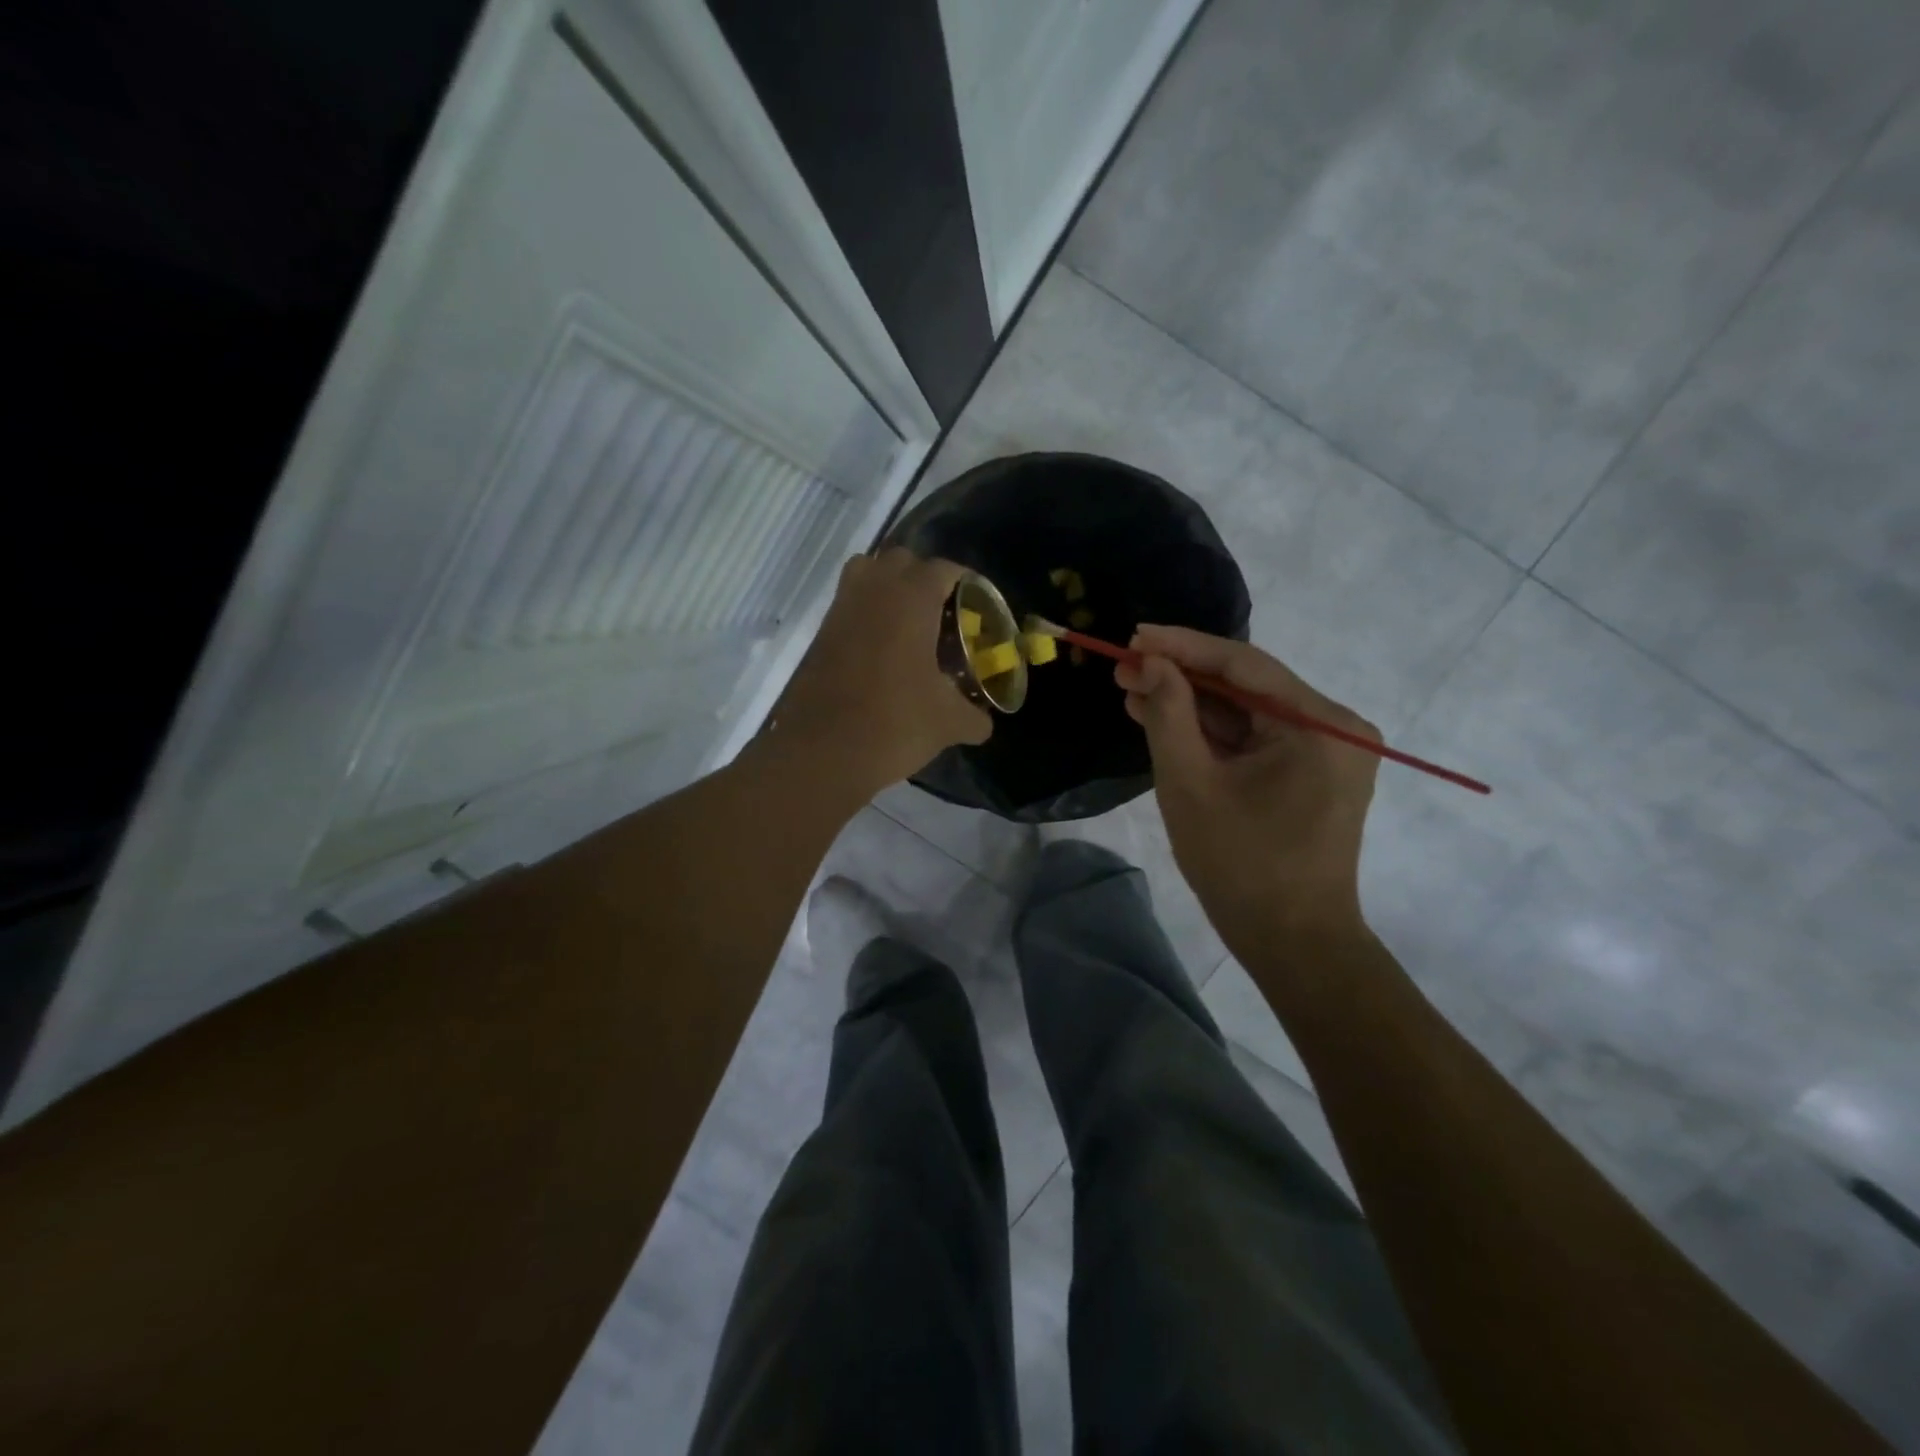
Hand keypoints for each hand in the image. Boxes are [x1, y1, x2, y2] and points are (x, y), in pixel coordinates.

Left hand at [767, 548, 990, 791]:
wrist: (823, 751)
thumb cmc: (895, 724)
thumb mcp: (948, 723)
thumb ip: (974, 717)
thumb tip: (984, 723)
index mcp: (911, 599)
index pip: (943, 569)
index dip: (965, 583)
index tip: (977, 604)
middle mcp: (873, 591)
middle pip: (901, 560)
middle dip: (924, 578)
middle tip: (943, 612)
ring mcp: (841, 609)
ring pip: (867, 573)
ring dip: (888, 586)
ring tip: (909, 622)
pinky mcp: (821, 633)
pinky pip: (848, 604)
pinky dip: (866, 612)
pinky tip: (882, 649)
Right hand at [1115, 625, 1380, 952]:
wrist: (1292, 943)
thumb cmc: (1240, 865)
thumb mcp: (1190, 783)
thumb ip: (1168, 714)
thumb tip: (1149, 663)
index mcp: (1320, 724)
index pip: (1244, 664)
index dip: (1182, 646)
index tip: (1133, 636)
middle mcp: (1335, 727)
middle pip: (1247, 686)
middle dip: (1182, 677)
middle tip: (1123, 667)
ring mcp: (1327, 752)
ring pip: (1247, 713)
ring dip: (1192, 705)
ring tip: (1133, 691)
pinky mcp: (1312, 774)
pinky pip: (1256, 739)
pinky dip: (1213, 733)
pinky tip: (1166, 720)